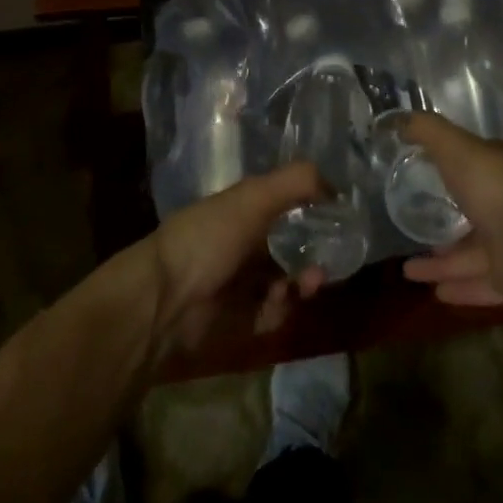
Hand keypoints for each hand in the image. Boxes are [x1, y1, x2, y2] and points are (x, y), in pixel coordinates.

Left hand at [141, 162, 325, 361]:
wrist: (165, 300)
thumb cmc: (209, 237)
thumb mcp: (254, 196)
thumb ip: (297, 182)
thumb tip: (336, 188)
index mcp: (242, 211)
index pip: (285, 206)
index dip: (312, 210)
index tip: (337, 219)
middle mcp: (243, 244)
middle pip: (291, 247)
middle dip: (314, 253)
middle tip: (327, 261)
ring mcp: (240, 283)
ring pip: (287, 282)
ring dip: (303, 282)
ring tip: (308, 284)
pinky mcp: (239, 320)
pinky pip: (273, 314)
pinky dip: (281, 310)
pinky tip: (278, 303)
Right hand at [399, 112, 502, 306]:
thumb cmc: (497, 189)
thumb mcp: (457, 148)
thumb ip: (429, 132)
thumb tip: (400, 119)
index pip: (477, 165)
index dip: (452, 167)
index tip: (422, 173)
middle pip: (474, 213)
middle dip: (444, 222)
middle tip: (412, 228)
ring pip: (473, 253)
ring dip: (443, 263)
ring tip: (408, 272)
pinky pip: (482, 283)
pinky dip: (460, 288)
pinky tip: (435, 294)